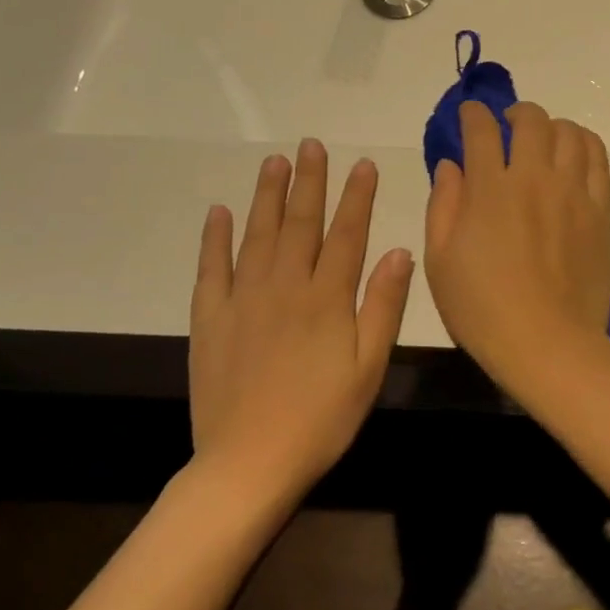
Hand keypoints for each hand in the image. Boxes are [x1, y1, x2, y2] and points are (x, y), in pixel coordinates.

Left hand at [189, 139, 413, 495]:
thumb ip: (383, 306)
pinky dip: (215, 239)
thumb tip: (398, 250)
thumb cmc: (322, 418)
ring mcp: (243, 301)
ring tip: (274, 162)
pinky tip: (219, 212)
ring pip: (257, 235)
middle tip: (311, 145)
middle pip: (300, 223)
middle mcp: (285, 287)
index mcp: (327, 299)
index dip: (357, 196)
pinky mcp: (210, 320)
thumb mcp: (369, 367)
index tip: (363, 164)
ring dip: (266, 196)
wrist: (248, 465)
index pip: (347, 234)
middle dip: (309, 181)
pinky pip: (211, 269)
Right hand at [424, 101, 609, 376]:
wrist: (547, 343)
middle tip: (508, 125)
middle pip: (532, 120)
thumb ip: (443, 204)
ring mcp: (573, 192)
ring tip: (544, 138)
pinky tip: (575, 152)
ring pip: (569, 133)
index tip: (469, 114)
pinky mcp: (600, 210)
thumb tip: (451, 164)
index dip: (473, 114)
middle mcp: (535, 178)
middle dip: (515, 113)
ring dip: (552, 126)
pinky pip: (599, 159)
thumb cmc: (482, 308)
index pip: (482, 130)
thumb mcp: (440, 260)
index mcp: (491, 189)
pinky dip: (585, 144)